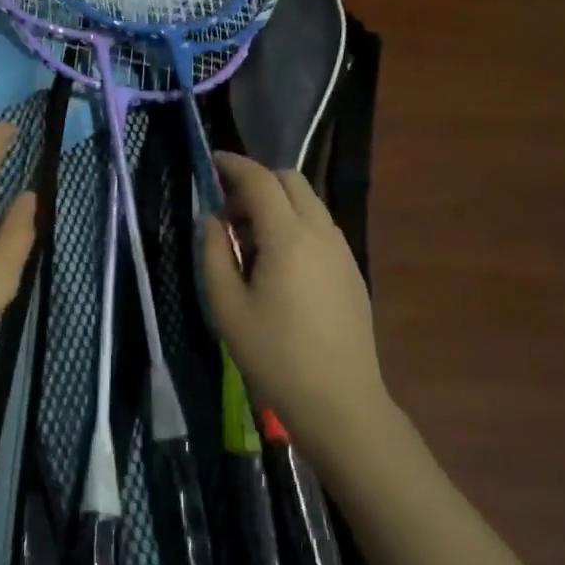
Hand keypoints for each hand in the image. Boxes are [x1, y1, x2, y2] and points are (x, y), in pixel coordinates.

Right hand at [201, 152, 391, 456]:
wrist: (340, 401)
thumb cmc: (274, 356)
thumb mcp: (227, 307)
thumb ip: (214, 254)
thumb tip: (212, 220)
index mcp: (288, 237)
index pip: (260, 180)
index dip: (234, 165)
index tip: (212, 162)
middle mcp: (321, 232)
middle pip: (291, 181)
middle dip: (257, 182)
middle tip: (228, 209)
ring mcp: (342, 251)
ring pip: (309, 203)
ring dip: (277, 203)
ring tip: (248, 239)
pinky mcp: (352, 270)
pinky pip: (320, 227)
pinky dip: (295, 224)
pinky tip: (277, 262)